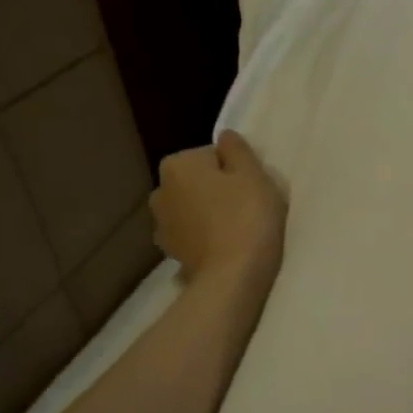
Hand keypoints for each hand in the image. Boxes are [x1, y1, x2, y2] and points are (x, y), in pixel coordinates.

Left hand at [151, 130, 285, 286]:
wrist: (233, 276)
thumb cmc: (247, 216)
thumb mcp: (253, 174)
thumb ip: (237, 150)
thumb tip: (225, 137)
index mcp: (176, 165)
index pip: (212, 156)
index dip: (236, 170)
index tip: (252, 187)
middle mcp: (159, 191)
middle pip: (199, 182)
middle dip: (218, 190)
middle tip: (248, 207)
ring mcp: (162, 225)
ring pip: (194, 208)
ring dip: (210, 214)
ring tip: (238, 230)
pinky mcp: (171, 253)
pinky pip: (193, 234)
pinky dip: (206, 237)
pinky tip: (226, 248)